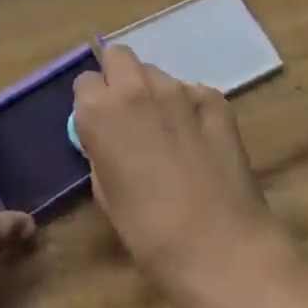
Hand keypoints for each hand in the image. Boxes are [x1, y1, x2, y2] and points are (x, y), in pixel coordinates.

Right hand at [72, 44, 279, 307]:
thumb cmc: (150, 233)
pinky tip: (197, 138)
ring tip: (166, 131)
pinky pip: (193, 91)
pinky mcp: (216, 101)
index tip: (100, 127)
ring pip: (156, 74)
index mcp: (100, 111)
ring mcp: (180, 91)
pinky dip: (190, 107)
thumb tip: (107, 138)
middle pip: (119, 57)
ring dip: (154, 93)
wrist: (223, 251)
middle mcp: (136, 89)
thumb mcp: (106, 193)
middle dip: (119, 78)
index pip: (84, 82)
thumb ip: (100, 151)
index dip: (91, 104)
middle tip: (128, 116)